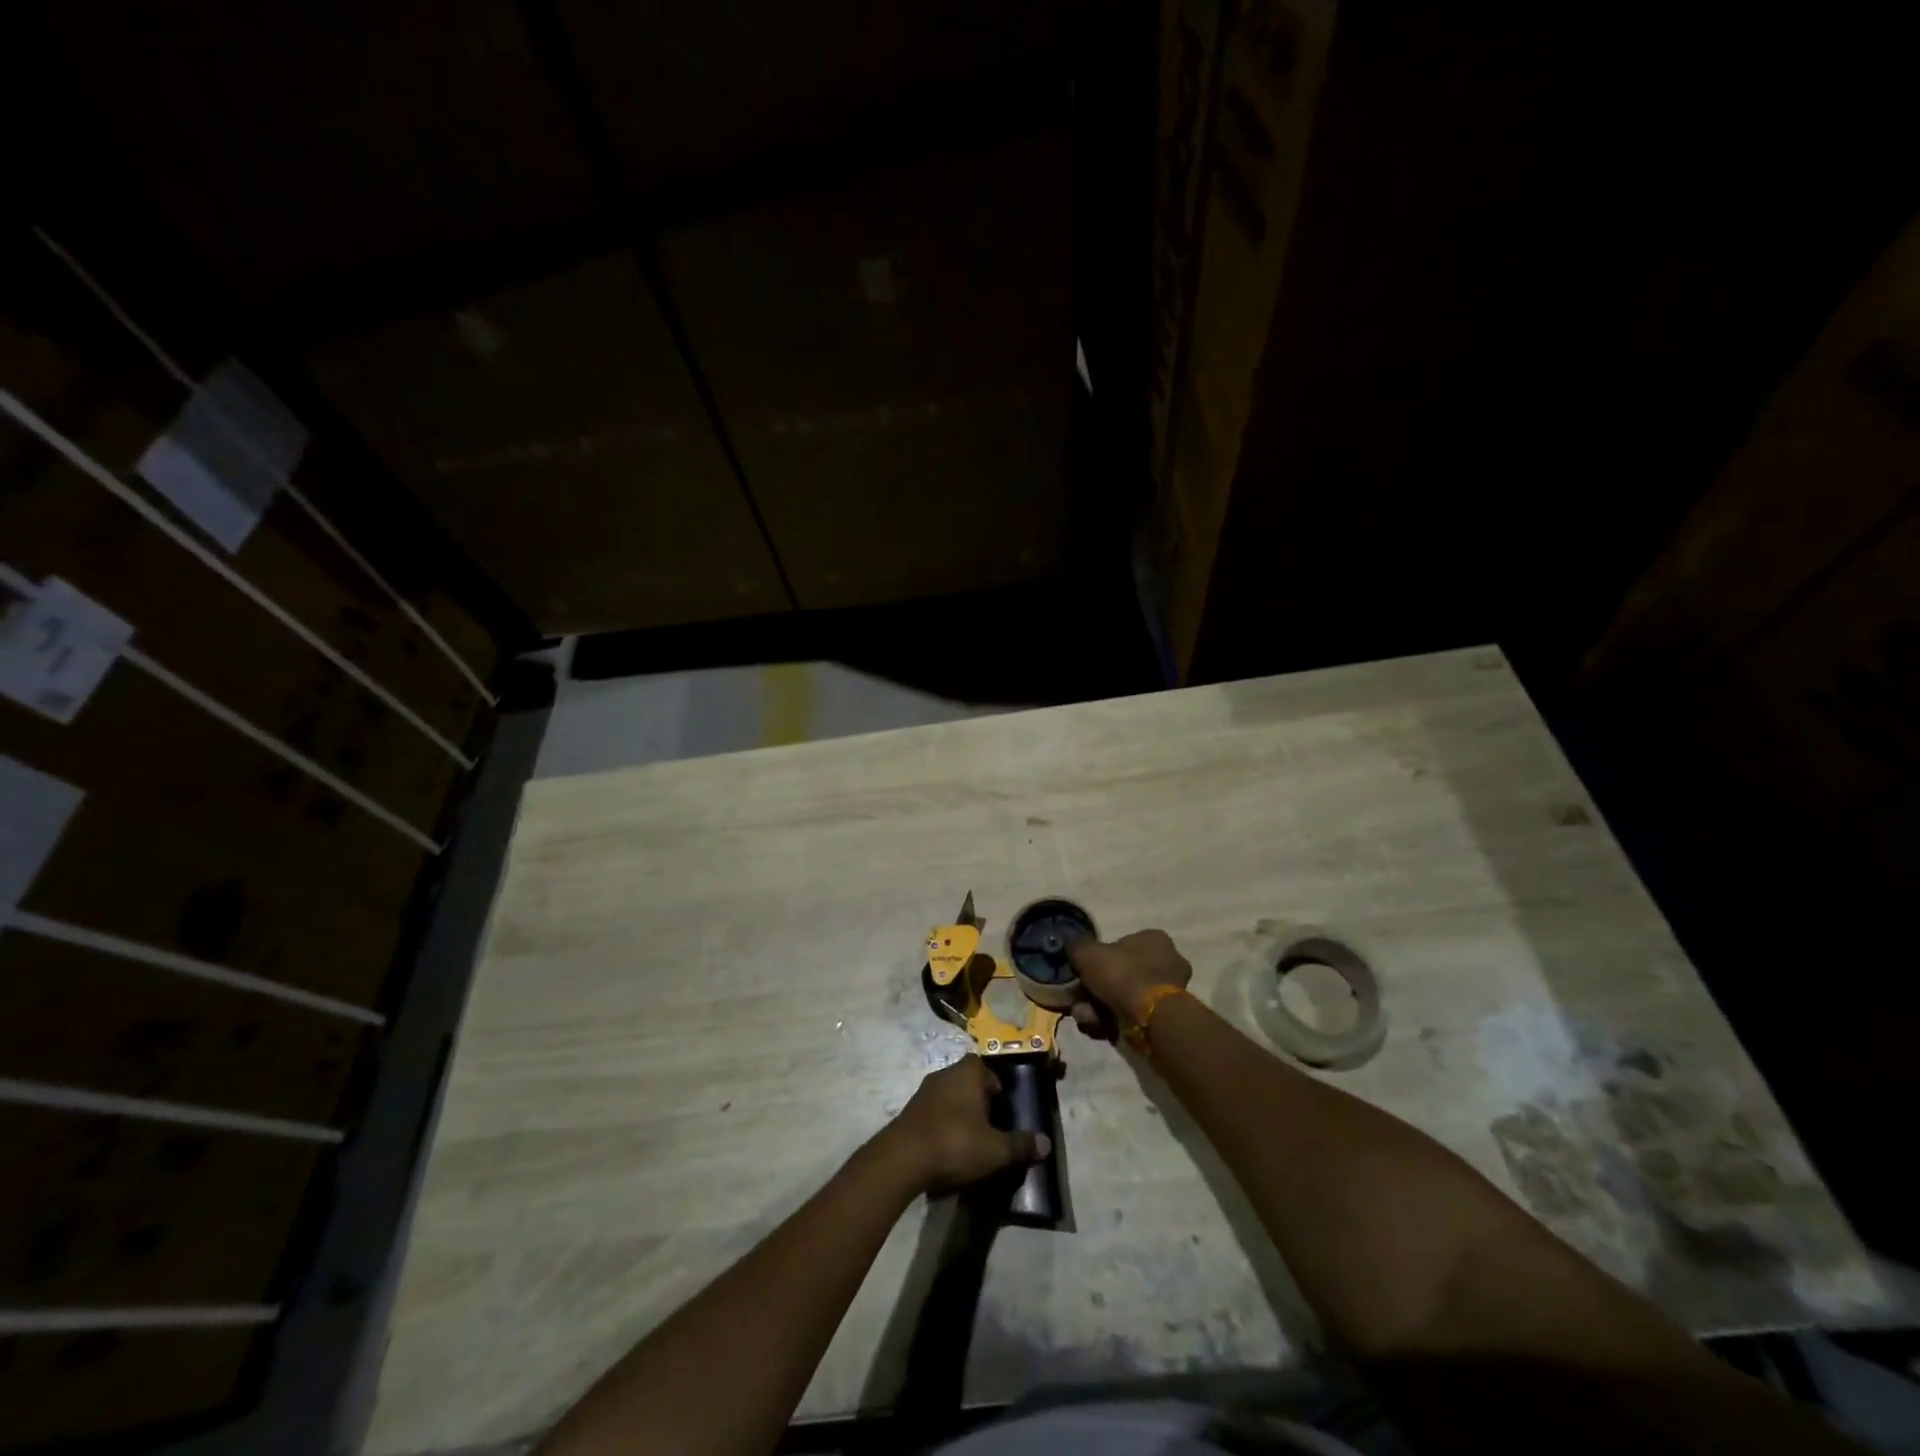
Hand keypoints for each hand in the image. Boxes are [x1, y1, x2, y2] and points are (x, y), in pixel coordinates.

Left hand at [882, 1056, 1049, 1192]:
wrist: (902, 1159)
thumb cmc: (955, 1143)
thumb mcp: (995, 1149)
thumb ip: (1020, 1145)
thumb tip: (1046, 1144)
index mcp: (967, 1073)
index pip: (983, 1066)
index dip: (994, 1084)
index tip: (1002, 1106)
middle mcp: (944, 1074)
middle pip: (966, 1080)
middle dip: (978, 1100)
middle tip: (990, 1126)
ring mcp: (923, 1092)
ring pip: (948, 1096)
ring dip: (959, 1113)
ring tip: (970, 1140)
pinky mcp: (909, 1112)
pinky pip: (932, 1113)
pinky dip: (942, 1125)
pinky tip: (947, 1150)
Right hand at [1067, 929, 1192, 1036]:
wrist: (1150, 1018)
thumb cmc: (1122, 974)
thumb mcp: (1087, 953)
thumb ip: (1076, 947)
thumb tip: (1072, 948)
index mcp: (1153, 939)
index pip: (1120, 944)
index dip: (1097, 959)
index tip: (1081, 973)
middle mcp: (1165, 962)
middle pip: (1118, 975)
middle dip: (1093, 990)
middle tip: (1076, 1000)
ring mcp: (1166, 992)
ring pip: (1121, 998)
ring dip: (1097, 1008)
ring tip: (1084, 1016)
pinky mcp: (1164, 1018)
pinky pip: (1130, 1016)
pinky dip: (1111, 1022)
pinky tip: (1096, 1027)